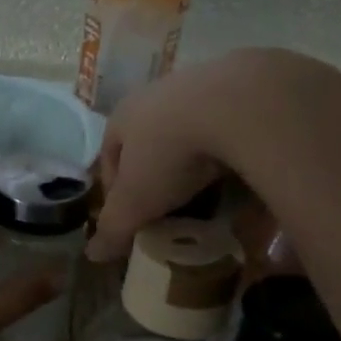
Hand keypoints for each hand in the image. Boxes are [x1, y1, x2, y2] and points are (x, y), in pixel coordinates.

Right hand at [87, 48, 340, 261]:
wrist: (239, 104)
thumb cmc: (170, 153)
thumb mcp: (136, 201)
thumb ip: (114, 228)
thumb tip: (93, 255)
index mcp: (124, 115)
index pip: (110, 156)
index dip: (115, 190)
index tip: (130, 219)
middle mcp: (159, 94)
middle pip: (151, 144)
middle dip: (160, 178)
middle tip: (171, 210)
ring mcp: (204, 85)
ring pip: (194, 134)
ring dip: (199, 164)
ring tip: (213, 198)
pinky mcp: (247, 86)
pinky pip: (234, 129)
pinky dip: (235, 154)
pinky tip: (247, 176)